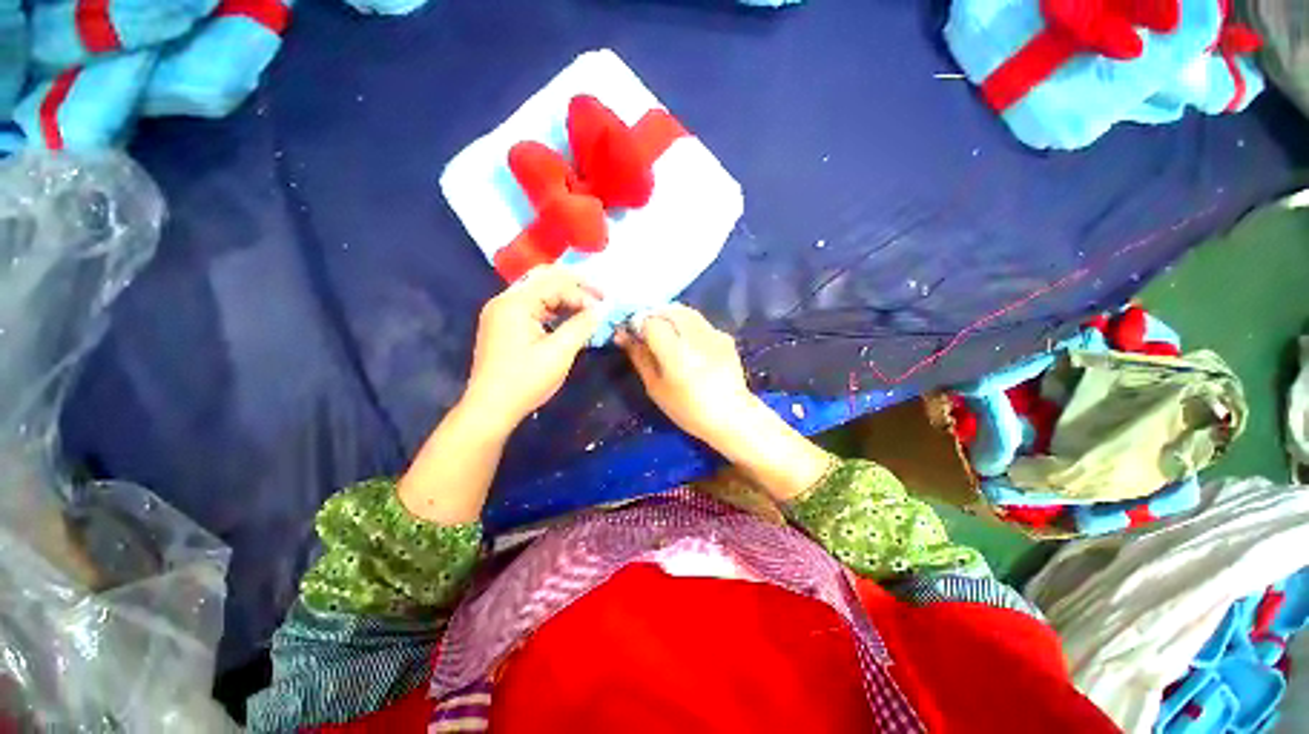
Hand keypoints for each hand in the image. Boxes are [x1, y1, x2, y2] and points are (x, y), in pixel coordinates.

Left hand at [462, 266, 602, 433]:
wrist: (490, 409)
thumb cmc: (525, 380)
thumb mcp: (559, 352)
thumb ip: (581, 326)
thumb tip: (600, 310)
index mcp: (515, 303)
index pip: (555, 283)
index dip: (583, 293)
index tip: (604, 308)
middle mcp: (505, 301)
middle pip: (544, 280)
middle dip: (575, 286)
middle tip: (599, 297)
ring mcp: (502, 313)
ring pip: (538, 294)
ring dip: (565, 298)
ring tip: (588, 308)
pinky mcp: (503, 326)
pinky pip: (532, 308)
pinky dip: (553, 310)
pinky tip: (568, 320)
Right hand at [616, 304, 757, 445]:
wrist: (732, 416)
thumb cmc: (687, 409)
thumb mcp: (655, 387)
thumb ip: (639, 356)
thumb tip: (622, 334)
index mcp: (676, 353)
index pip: (650, 320)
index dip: (637, 323)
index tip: (633, 335)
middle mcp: (696, 337)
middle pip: (667, 309)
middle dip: (652, 316)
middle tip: (646, 333)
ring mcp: (714, 333)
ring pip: (684, 311)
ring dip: (669, 317)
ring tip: (665, 335)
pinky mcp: (724, 336)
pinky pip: (699, 321)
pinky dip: (687, 325)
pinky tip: (688, 344)